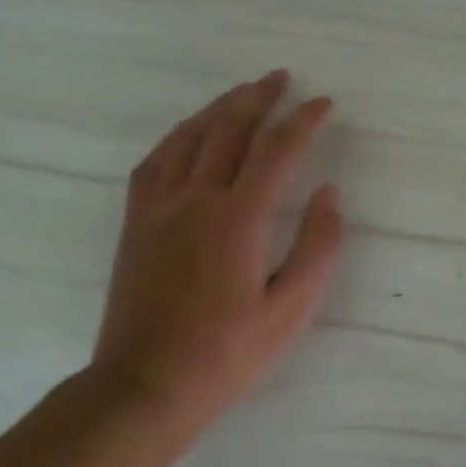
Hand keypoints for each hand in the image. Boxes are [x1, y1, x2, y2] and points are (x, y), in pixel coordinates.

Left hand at [90, 71, 342, 436]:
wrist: (144, 387)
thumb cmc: (228, 353)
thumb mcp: (292, 310)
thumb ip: (318, 247)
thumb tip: (328, 194)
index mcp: (240, 218)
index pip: (278, 149)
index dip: (304, 120)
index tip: (323, 104)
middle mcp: (198, 199)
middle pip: (230, 128)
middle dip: (259, 97)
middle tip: (281, 79)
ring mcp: (160, 207)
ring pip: (190, 136)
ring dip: (219, 107)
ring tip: (242, 93)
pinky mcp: (137, 222)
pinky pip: (155, 160)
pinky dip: (178, 135)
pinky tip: (189, 132)